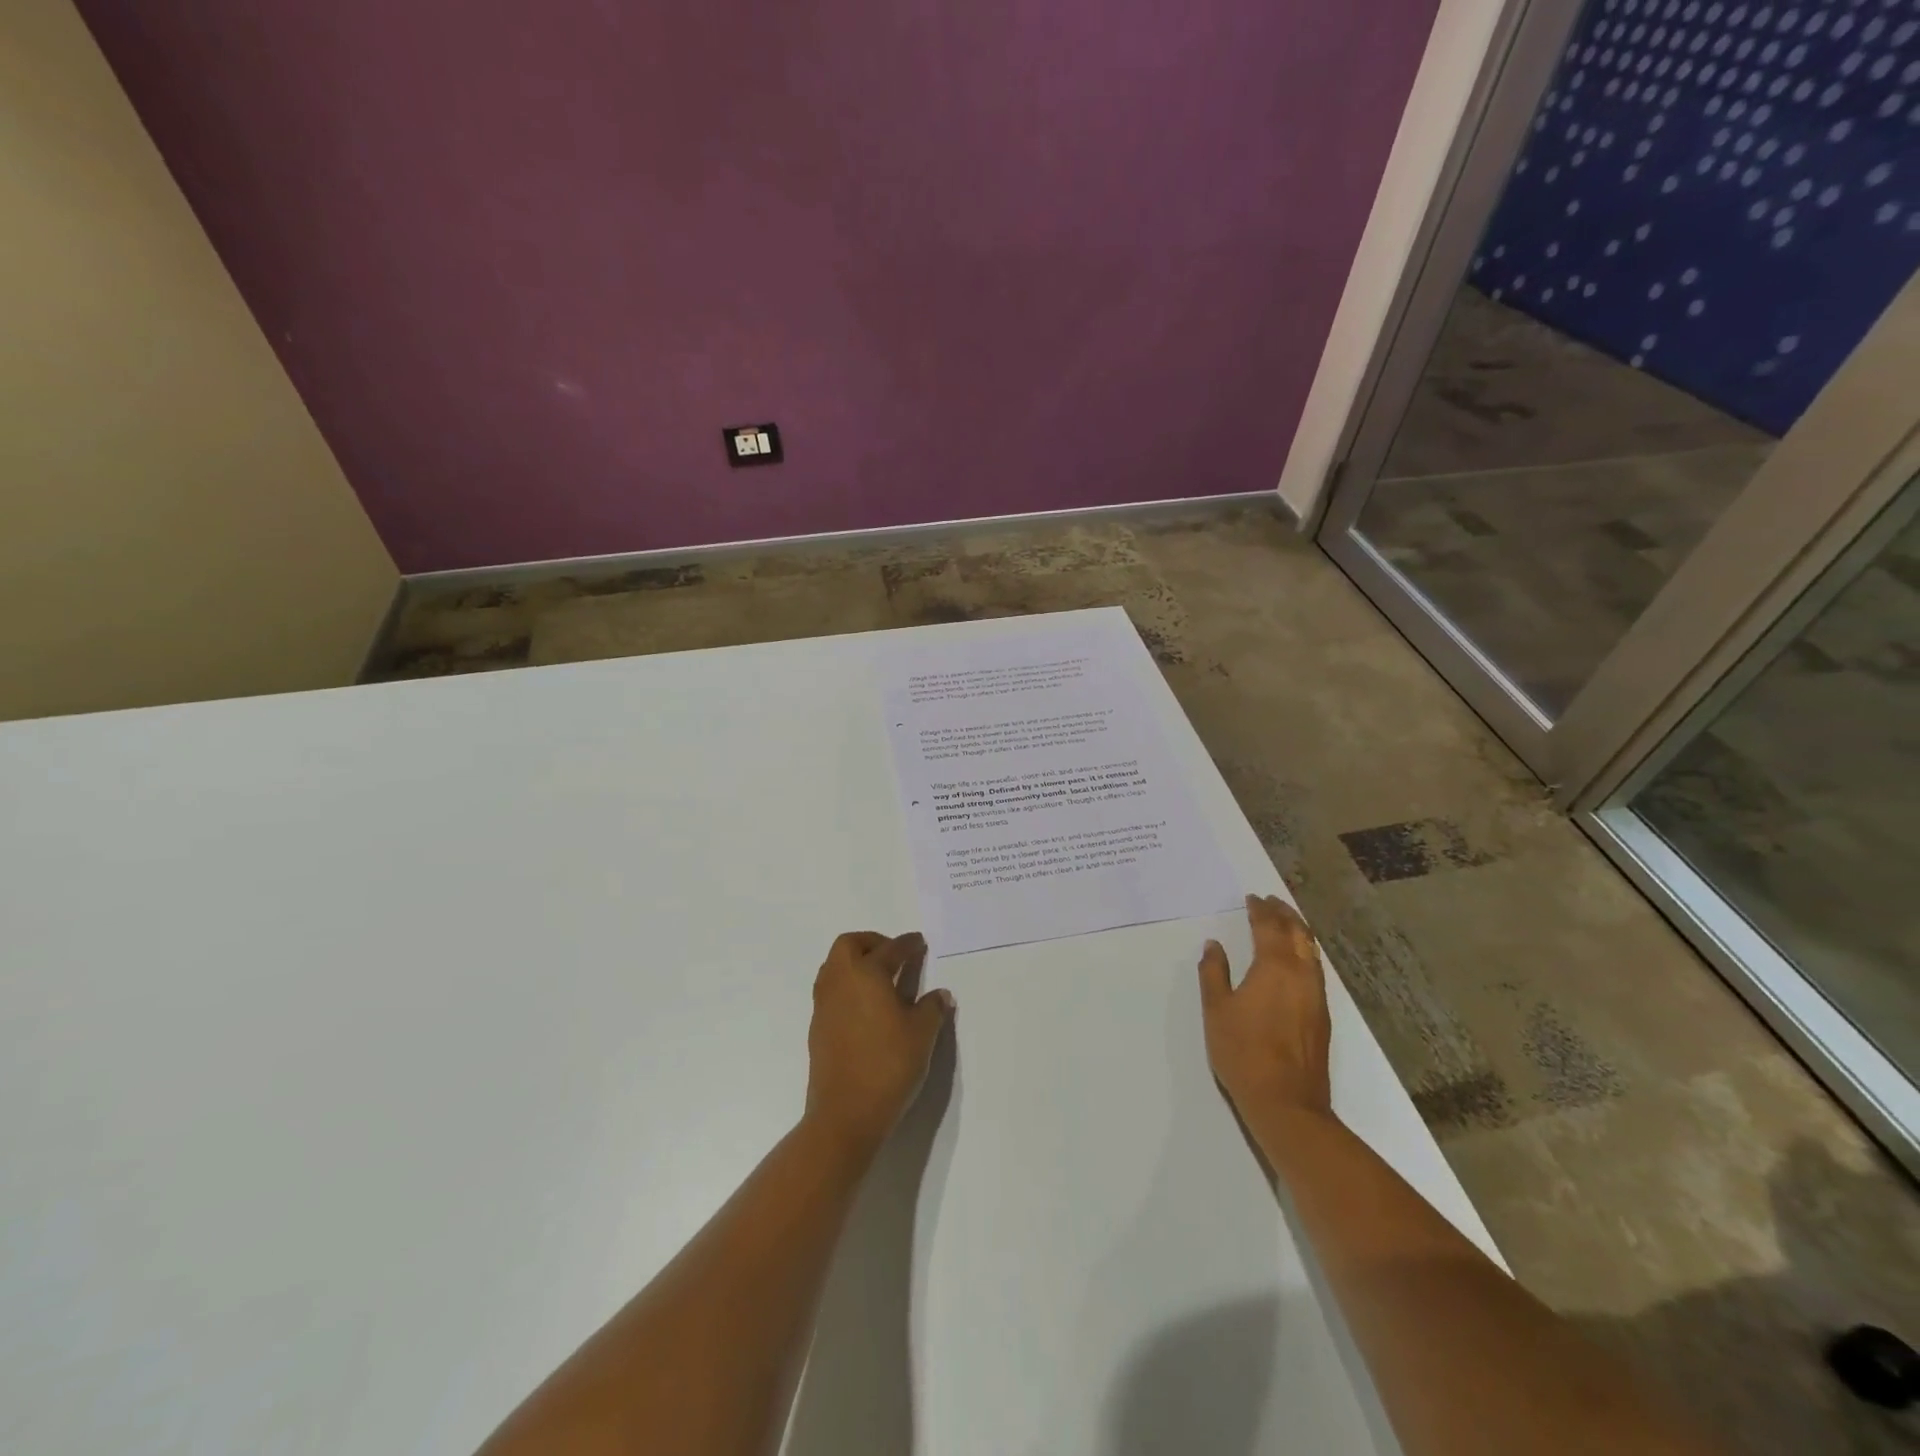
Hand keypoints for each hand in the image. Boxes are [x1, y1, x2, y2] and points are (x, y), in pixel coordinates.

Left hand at [805, 931, 953, 1156]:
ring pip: (834, 966)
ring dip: (855, 962)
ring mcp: (824, 1004)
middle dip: (871, 942)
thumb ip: (932, 1008)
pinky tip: (866, 1007)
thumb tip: (940, 994)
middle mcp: (840, 981)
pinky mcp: (817, 1027)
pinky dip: (847, 986)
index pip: (889, 949)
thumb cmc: (888, 1065)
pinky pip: (831, 990)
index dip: (907, 944)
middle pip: (849, 945)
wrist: (845, 1113)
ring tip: (880, 979)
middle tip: (894, 955)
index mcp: (866, 974)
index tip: (919, 943)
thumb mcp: (922, 1035)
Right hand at [1198, 894, 1332, 1118]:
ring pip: (1311, 951)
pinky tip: (1296, 960)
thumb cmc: (1243, 1052)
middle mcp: (1301, 975)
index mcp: (1275, 967)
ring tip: (1285, 922)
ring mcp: (1316, 996)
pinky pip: (1315, 969)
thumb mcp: (1217, 1009)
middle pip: (1298, 934)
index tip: (1252, 897)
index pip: (1270, 928)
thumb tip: (1214, 946)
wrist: (1287, 1102)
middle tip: (1272, 901)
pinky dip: (1305, 952)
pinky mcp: (1322, 1016)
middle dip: (1285, 914)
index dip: (1261, 910)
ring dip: (1298, 931)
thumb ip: (1214, 973)